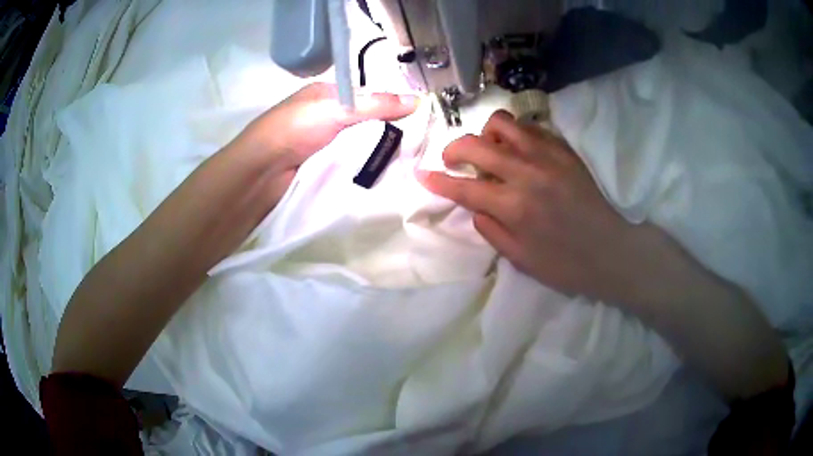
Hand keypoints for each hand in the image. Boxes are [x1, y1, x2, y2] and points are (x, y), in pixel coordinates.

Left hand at [234, 82, 418, 201]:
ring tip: (407, 160)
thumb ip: (375, 105)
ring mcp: (323, 143)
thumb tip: (418, 100)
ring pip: (359, 143)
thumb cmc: (294, 129)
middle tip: (415, 144)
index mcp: (326, 94)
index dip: (389, 104)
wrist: (261, 172)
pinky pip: (350, 162)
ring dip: (376, 151)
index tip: (416, 119)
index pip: (366, 96)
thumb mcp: (336, 109)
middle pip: (364, 121)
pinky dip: (364, 165)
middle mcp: (325, 116)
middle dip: (385, 131)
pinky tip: (384, 172)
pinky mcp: (321, 166)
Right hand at [420, 110, 647, 301]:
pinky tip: (518, 150)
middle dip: (453, 150)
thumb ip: (490, 230)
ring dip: (485, 134)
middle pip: (474, 144)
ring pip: (502, 123)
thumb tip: (473, 205)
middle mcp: (525, 173)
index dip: (437, 180)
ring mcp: (547, 155)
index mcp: (513, 207)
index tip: (421, 175)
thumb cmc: (567, 264)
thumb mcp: (521, 260)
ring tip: (490, 151)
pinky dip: (514, 134)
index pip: (462, 186)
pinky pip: (530, 127)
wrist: (614, 250)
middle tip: (453, 161)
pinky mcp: (564, 148)